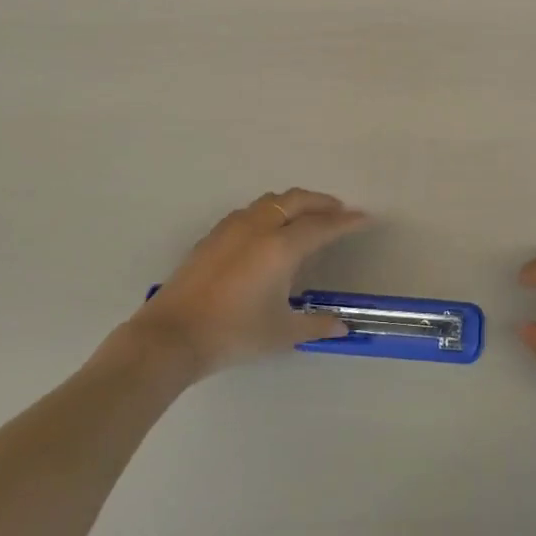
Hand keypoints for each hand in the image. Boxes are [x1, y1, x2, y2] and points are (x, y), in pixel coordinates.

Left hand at [130, 189, 369, 377]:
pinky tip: (268, 230)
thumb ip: (316, 325)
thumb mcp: (281, 333)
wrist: (172, 335)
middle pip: (297, 201)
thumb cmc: (233, 333)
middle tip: (339, 211)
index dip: (346, 221)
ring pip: (272, 200)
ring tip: (306, 216)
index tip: (364, 218)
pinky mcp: (213, 235)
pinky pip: (251, 211)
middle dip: (322, 203)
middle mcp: (260, 227)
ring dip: (294, 203)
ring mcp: (233, 227)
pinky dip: (270, 211)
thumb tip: (342, 326)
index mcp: (281, 247)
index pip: (323, 226)